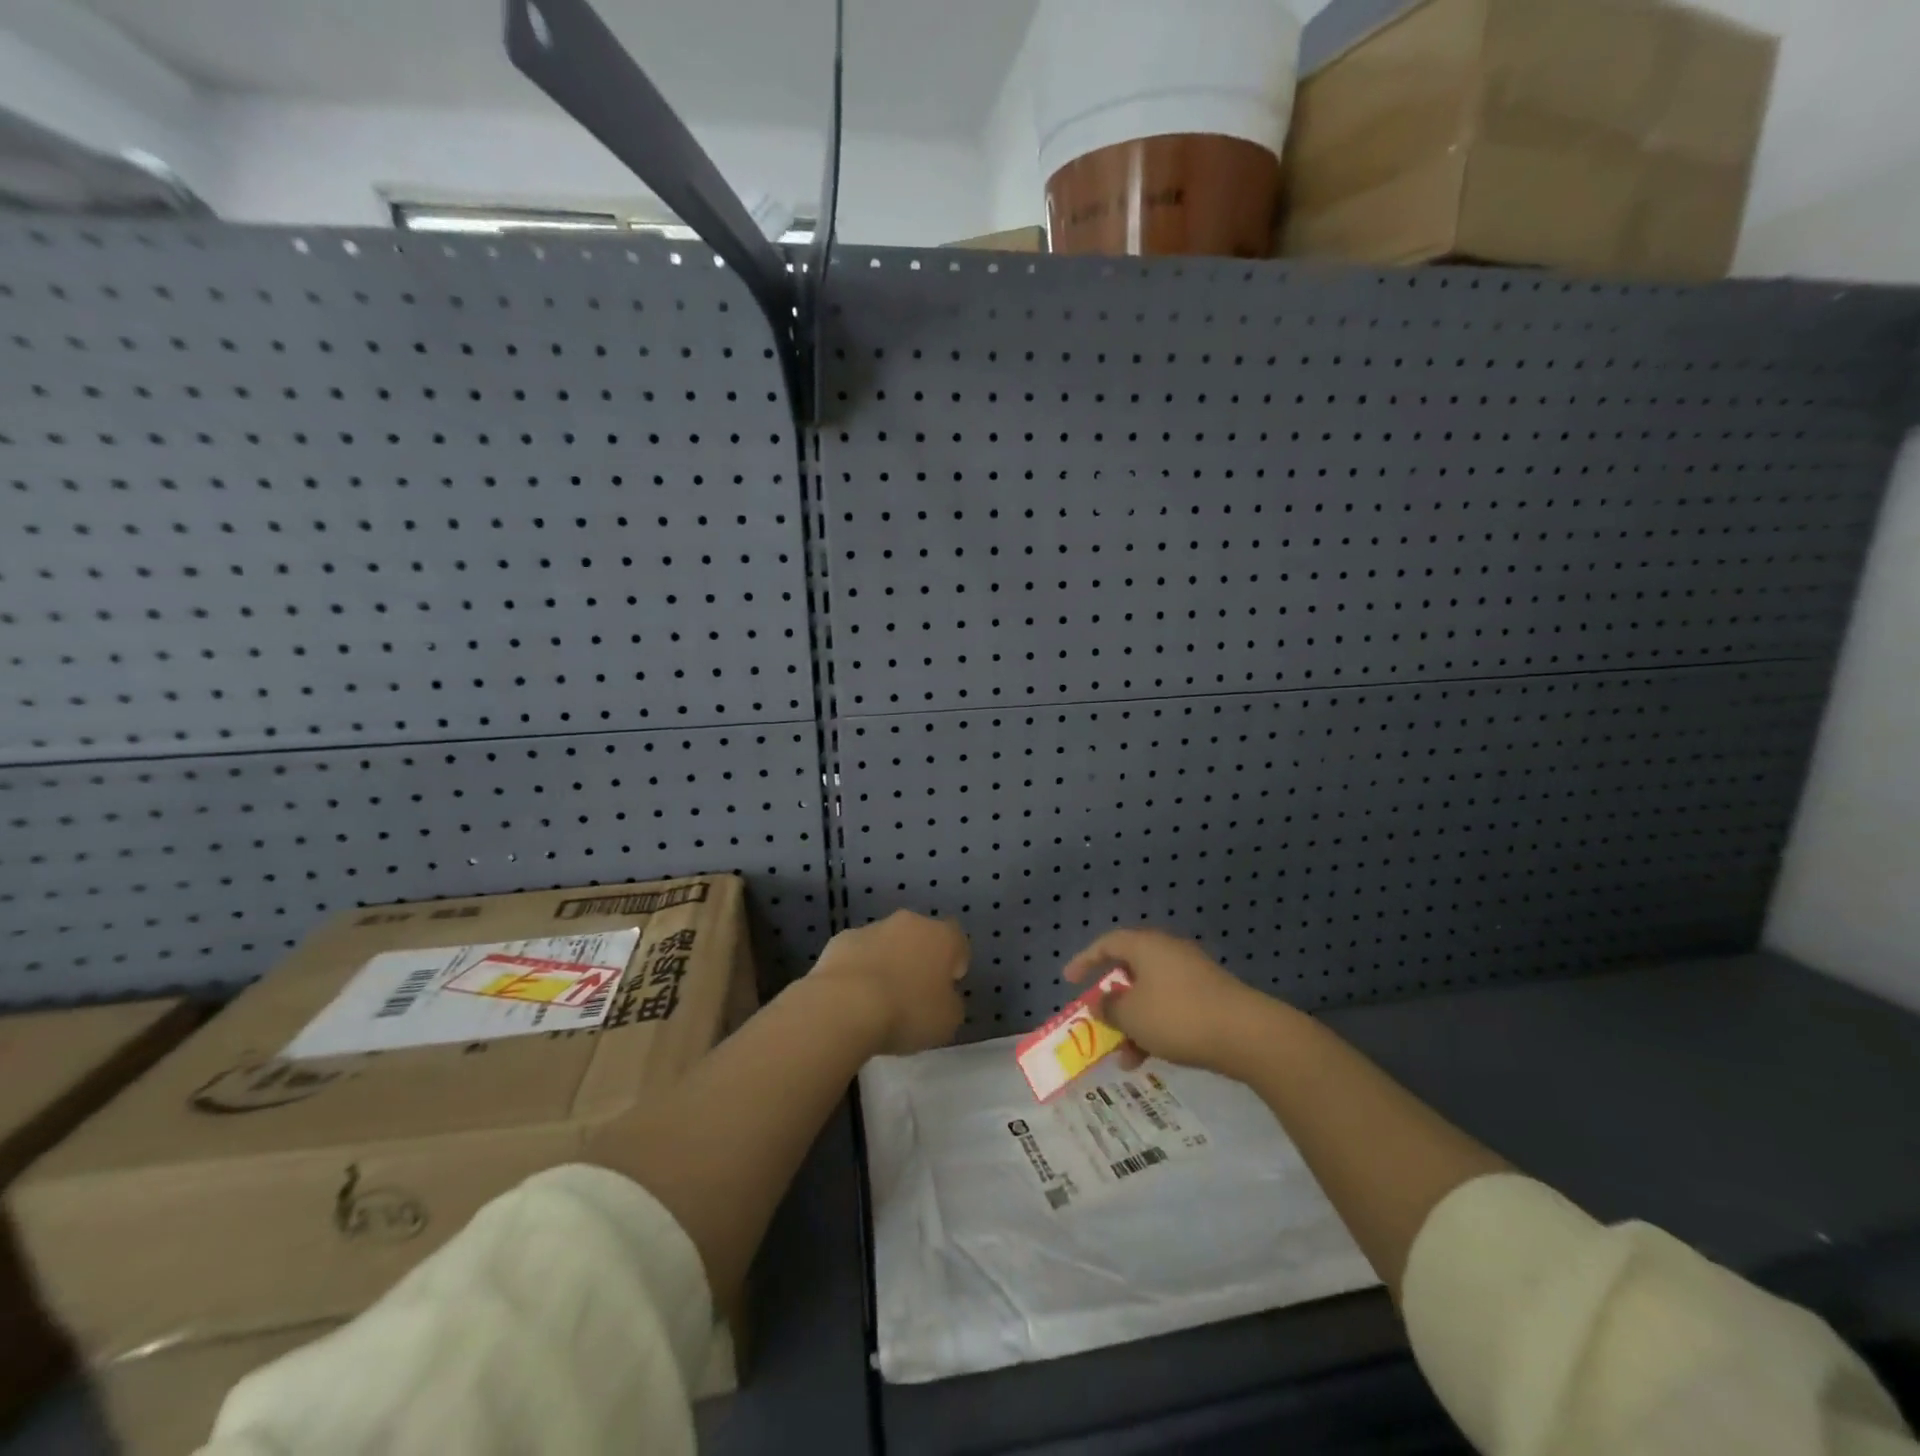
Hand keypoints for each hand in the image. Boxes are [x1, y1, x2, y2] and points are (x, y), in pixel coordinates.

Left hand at [809, 910, 968, 1055]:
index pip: (957, 941)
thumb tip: (943, 997)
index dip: (954, 964)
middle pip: (920, 937)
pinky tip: (852, 997)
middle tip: (913, 994)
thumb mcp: (947, 1020)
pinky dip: (859, 969)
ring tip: (878, 1000)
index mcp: (941, 937)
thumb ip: (951, 1003)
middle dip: (919, 960)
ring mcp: (871, 929)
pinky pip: (858, 954)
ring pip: (887, 943)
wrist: (845, 1007)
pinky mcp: (840, 940)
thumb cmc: (907, 1012)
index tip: (946, 989)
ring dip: (887, 963)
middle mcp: (909, 923)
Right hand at [1064, 928, 1275, 1075]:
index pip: (1107, 944)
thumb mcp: (1131, 1016)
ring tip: (1125, 1057)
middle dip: (1112, 1000)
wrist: (1246, 1034)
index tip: (1069, 980)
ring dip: (1134, 1023)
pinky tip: (1152, 1058)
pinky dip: (1156, 1027)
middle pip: (1130, 970)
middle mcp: (1168, 952)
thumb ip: (1109, 1008)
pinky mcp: (1210, 997)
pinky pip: (1171, 1007)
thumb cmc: (1177, 1016)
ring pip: (1151, 994)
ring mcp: (1192, 974)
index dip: (1085, 961)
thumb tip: (1104, 1002)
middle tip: (1099, 1020)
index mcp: (1146, 946)